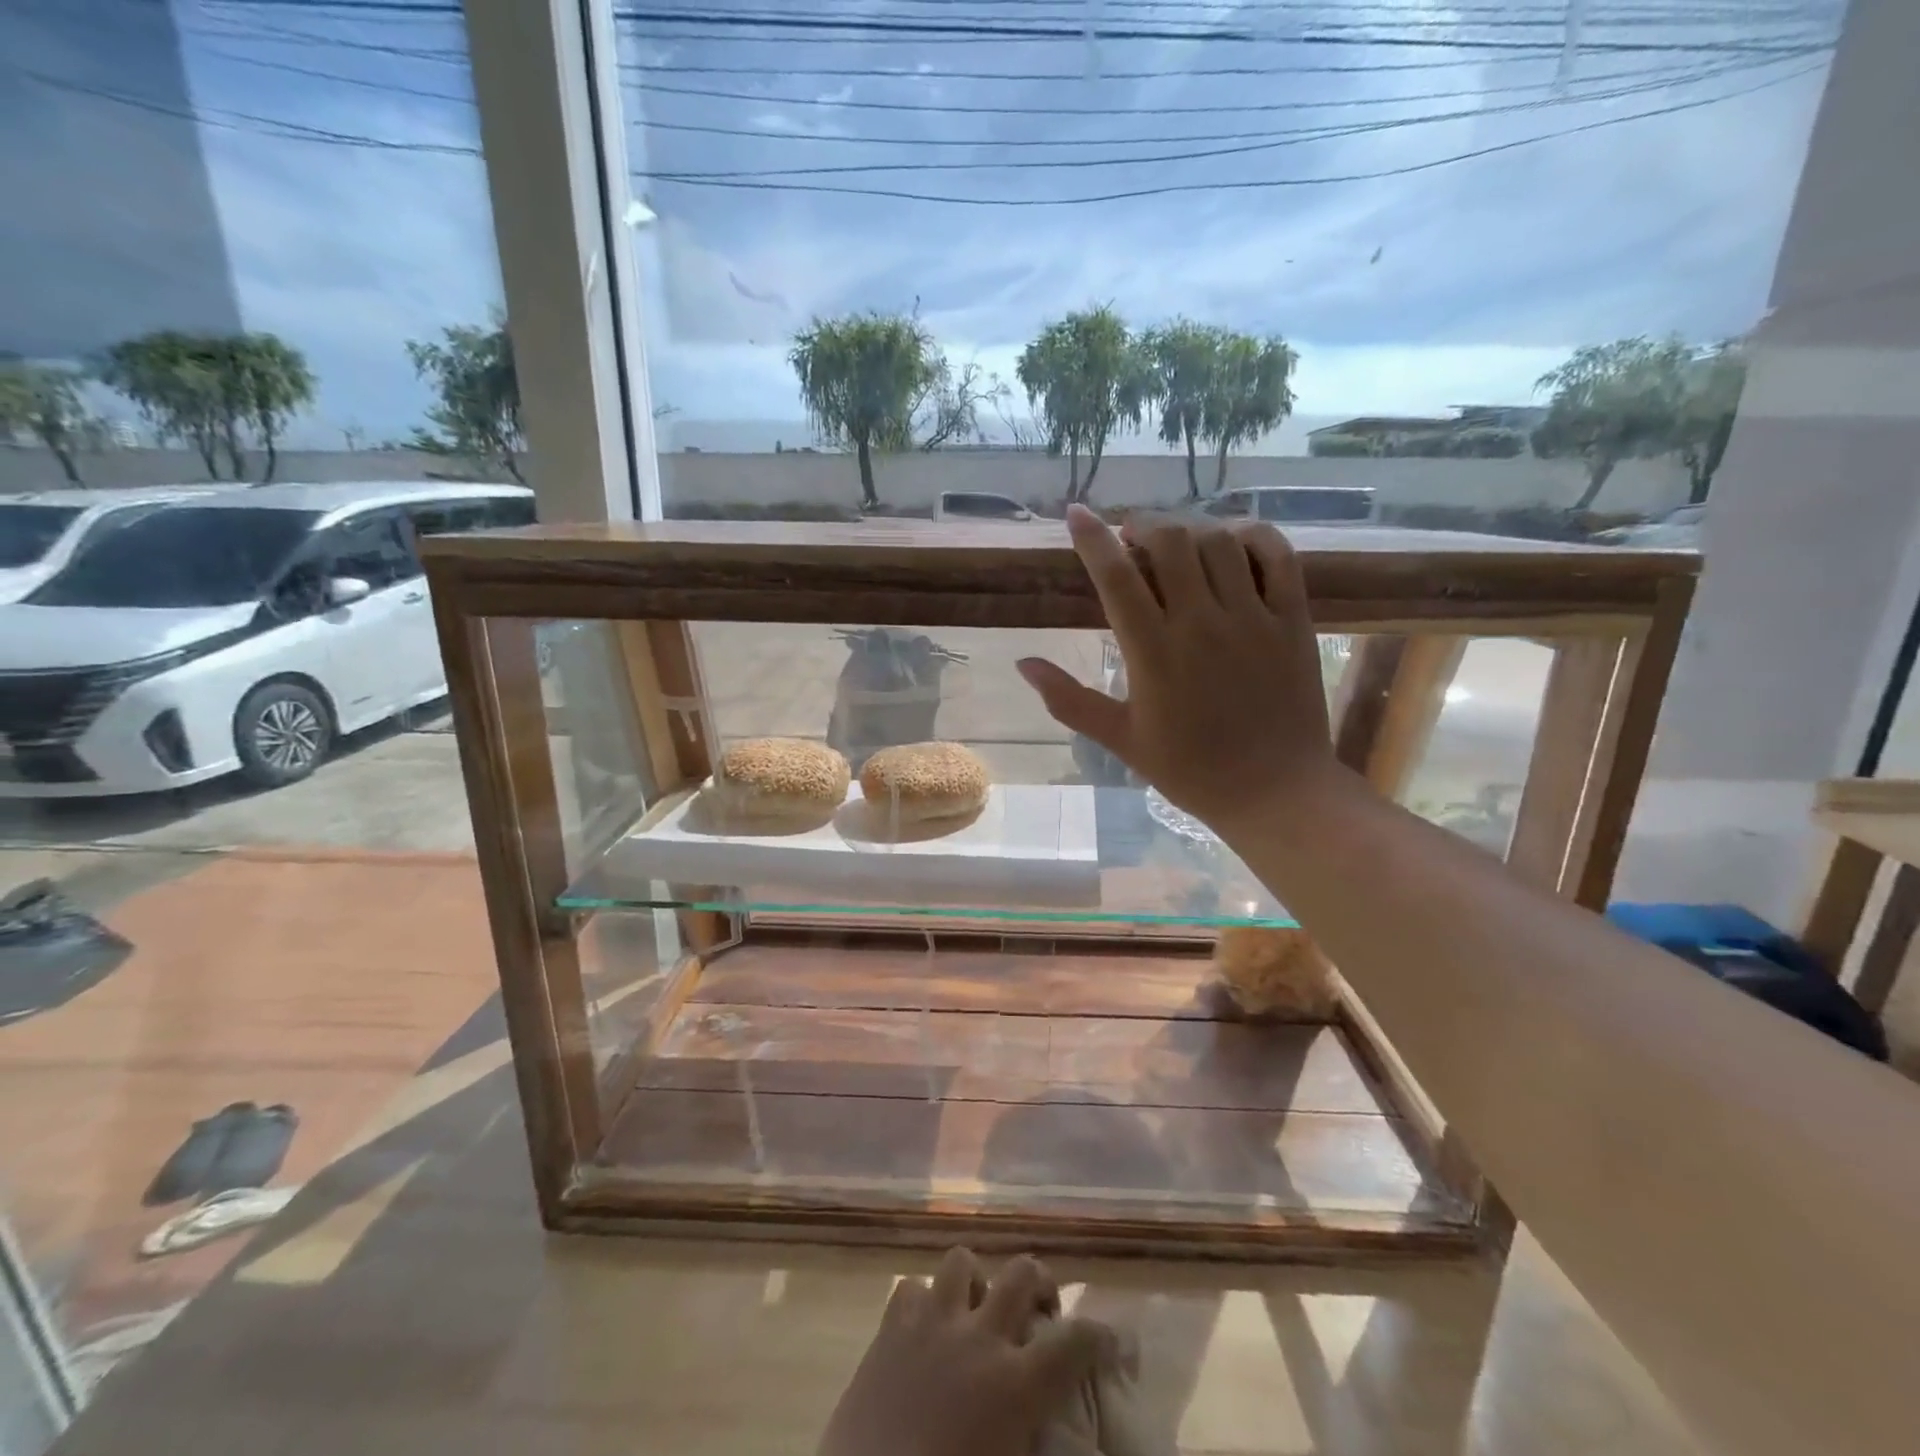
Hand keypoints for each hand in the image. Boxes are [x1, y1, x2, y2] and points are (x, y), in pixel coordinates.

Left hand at [817, 1248, 1111, 1455]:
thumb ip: (1034, 1440)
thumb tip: (1050, 1431)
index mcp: (1015, 1385)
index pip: (1076, 1343)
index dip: (1100, 1336)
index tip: (1109, 1341)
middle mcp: (979, 1336)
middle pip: (1021, 1273)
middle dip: (1039, 1282)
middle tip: (1039, 1311)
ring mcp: (931, 1322)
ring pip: (962, 1261)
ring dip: (976, 1282)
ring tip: (976, 1311)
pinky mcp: (890, 1326)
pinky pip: (913, 1287)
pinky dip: (925, 1301)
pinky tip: (926, 1329)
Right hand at [1018, 504, 1338, 837]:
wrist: (1275, 792)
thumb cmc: (1191, 770)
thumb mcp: (1121, 739)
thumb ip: (1070, 699)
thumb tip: (1023, 664)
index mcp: (1154, 653)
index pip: (1116, 577)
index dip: (1092, 538)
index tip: (1076, 513)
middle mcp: (1202, 623)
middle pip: (1169, 542)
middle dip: (1143, 525)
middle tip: (1131, 535)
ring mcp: (1253, 618)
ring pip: (1218, 542)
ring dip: (1190, 529)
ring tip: (1175, 541)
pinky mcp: (1293, 620)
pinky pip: (1278, 557)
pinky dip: (1254, 536)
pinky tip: (1234, 540)